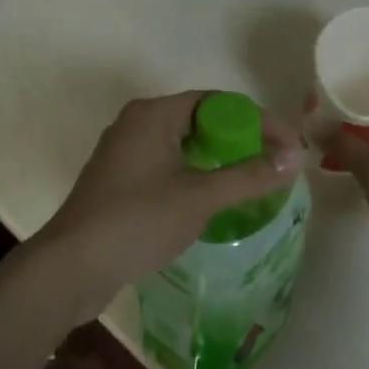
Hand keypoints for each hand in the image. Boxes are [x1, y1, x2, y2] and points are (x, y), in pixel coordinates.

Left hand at [33, 92, 306, 319]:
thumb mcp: (200, 197)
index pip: (220, 102)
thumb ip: (249, 176)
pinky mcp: (119, 181)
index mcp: (154, 114)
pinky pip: (168, 166)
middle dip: (242, 141)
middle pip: (202, 120)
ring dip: (219, 160)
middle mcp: (136, 123)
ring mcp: (124, 153)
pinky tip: (213, 200)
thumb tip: (295, 157)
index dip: (261, 122)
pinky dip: (195, 175)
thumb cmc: (137, 221)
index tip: (291, 149)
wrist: (72, 266)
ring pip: (184, 146)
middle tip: (275, 166)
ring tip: (252, 183)